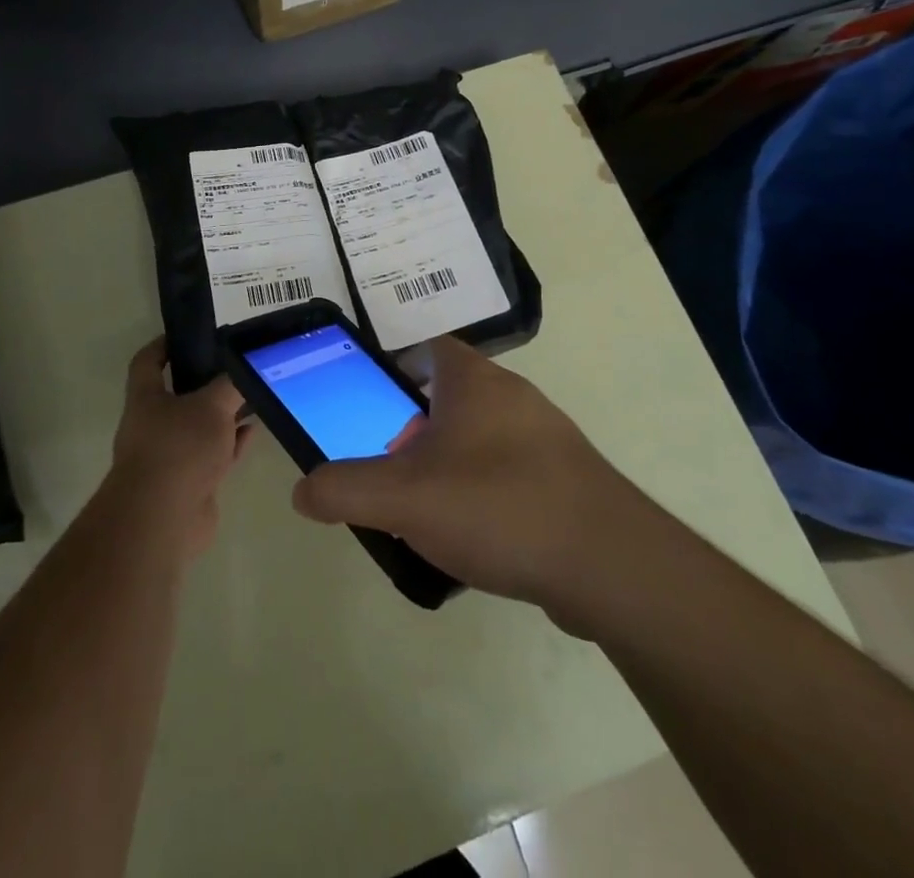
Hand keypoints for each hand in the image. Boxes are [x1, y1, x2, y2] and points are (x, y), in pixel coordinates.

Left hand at [110, 337, 249, 558]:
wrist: (163, 519)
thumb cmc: (179, 448)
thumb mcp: (211, 405)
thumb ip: (231, 384)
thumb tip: (247, 369)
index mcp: (146, 398)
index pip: (148, 361)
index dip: (164, 345)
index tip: (189, 334)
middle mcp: (153, 425)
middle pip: (179, 395)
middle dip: (206, 381)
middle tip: (237, 365)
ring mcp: (171, 457)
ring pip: (200, 427)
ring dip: (224, 415)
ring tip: (255, 396)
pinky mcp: (190, 484)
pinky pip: (214, 456)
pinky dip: (232, 443)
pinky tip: (254, 431)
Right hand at [291, 336, 634, 621]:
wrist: (611, 564)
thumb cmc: (499, 505)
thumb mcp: (405, 499)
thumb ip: (345, 489)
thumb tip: (303, 490)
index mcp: (473, 380)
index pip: (426, 347)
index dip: (393, 366)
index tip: (369, 402)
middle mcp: (512, 396)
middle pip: (448, 397)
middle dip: (414, 429)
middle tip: (390, 468)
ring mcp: (545, 437)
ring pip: (479, 438)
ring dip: (448, 465)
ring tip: (425, 511)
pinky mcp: (567, 480)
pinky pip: (510, 474)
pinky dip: (484, 495)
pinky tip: (475, 539)